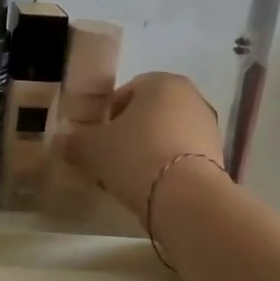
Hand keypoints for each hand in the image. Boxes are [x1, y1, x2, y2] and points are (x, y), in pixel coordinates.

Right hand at [61, 71, 225, 217]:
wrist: (186, 198)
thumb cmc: (136, 156)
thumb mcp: (93, 148)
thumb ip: (75, 141)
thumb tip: (61, 140)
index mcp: (162, 83)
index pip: (126, 92)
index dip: (107, 116)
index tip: (96, 140)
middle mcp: (191, 98)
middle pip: (149, 114)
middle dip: (129, 133)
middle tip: (110, 158)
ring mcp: (209, 128)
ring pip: (166, 135)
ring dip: (148, 151)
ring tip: (130, 177)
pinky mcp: (218, 157)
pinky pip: (182, 156)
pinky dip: (167, 167)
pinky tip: (151, 187)